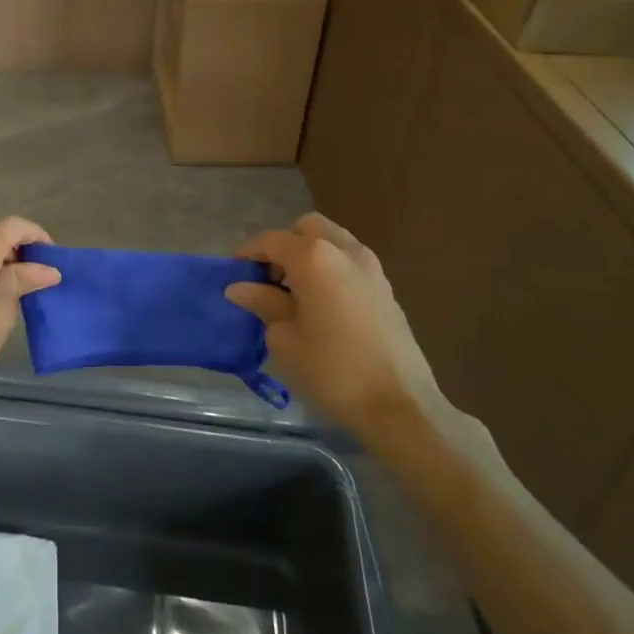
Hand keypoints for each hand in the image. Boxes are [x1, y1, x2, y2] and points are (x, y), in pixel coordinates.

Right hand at [225, 213, 441, 433]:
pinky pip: (349, 262)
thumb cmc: (332, 369)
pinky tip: (321, 304)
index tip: (234, 274)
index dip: (248, 253)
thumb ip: (263, 303)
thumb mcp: (284, 338)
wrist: (399, 405)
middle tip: (269, 278)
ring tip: (294, 291)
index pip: (271, 240)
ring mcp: (371, 267)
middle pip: (306, 228)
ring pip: (332, 241)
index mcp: (314, 257)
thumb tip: (241, 288)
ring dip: (309, 255)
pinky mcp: (385, 288)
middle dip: (283, 245)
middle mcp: (344, 250)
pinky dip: (330, 269)